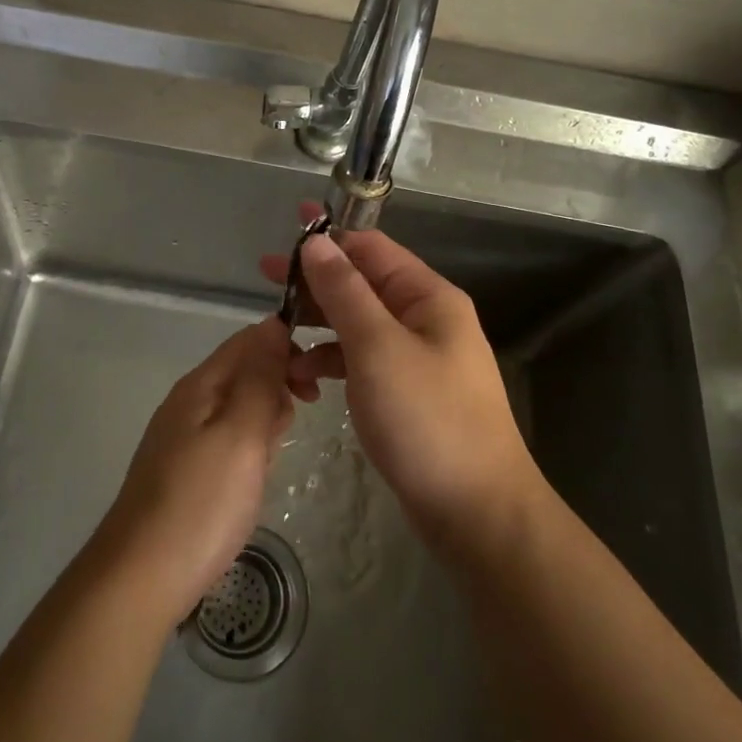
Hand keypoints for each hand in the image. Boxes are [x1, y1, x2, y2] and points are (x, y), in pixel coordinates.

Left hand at [92, 317, 296, 627]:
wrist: (140, 579)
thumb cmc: (202, 502)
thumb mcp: (242, 433)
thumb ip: (260, 378)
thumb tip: (274, 323)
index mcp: (201, 384)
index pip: (249, 340)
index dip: (286, 349)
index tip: (312, 385)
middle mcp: (188, 401)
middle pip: (245, 371)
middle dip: (277, 390)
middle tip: (285, 432)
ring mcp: (183, 437)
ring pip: (239, 408)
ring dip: (264, 424)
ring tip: (266, 462)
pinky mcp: (184, 469)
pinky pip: (228, 440)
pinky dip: (248, 451)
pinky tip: (250, 480)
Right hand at [260, 209, 537, 548]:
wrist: (477, 513)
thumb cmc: (427, 420)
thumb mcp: (378, 348)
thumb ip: (344, 292)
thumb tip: (316, 242)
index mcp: (428, 297)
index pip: (372, 248)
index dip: (330, 236)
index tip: (287, 228)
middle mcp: (425, 319)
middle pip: (362, 284)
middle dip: (315, 281)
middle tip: (265, 277)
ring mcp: (417, 357)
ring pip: (358, 324)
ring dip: (318, 325)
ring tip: (276, 334)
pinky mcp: (406, 392)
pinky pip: (362, 361)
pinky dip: (332, 362)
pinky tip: (304, 377)